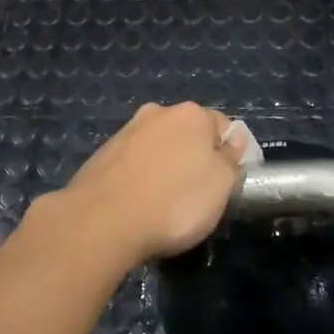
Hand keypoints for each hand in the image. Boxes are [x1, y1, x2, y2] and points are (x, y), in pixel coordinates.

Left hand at [56, 103, 246, 265]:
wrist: (101, 220)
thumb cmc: (174, 202)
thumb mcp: (221, 185)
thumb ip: (231, 158)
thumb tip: (232, 139)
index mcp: (191, 114)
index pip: (223, 126)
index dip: (229, 155)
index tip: (225, 185)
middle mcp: (158, 113)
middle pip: (188, 134)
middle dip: (193, 158)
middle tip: (196, 196)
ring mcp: (126, 132)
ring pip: (158, 148)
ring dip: (164, 168)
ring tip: (163, 205)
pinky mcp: (102, 155)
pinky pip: (133, 165)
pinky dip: (139, 179)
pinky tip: (138, 205)